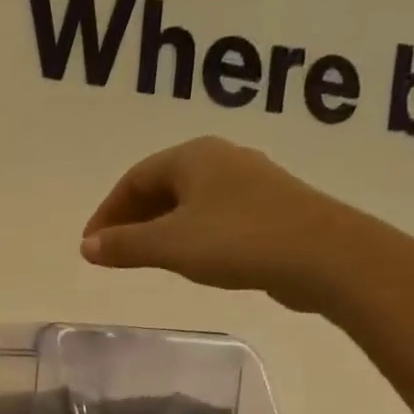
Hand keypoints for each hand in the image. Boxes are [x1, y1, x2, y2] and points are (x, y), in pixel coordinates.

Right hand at [80, 137, 365, 313]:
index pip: (134, 178)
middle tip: (112, 251)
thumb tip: (88, 247)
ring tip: (143, 257)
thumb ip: (124, 246)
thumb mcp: (169, 245)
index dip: (107, 212)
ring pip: (188, 200)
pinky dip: (187, 233)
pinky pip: (213, 214)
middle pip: (161, 185)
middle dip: (131, 218)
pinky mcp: (270, 207)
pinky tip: (188, 257)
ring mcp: (250, 182)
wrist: (324, 256)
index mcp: (193, 156)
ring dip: (158, 226)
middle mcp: (221, 159)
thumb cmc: (237, 240)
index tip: (91, 245)